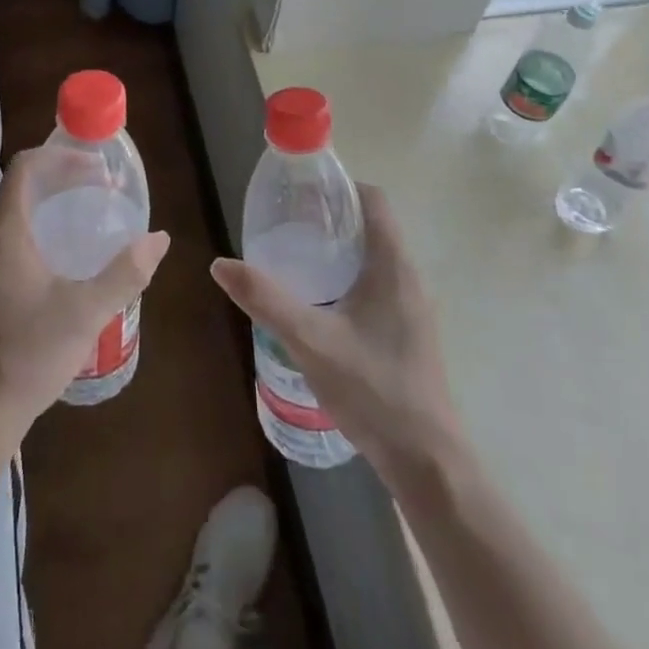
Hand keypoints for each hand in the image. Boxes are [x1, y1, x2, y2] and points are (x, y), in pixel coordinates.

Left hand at [0, 146, 170, 442]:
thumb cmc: (29, 354)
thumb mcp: (86, 312)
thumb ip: (125, 273)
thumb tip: (158, 238)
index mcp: (5, 233)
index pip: (24, 168)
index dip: (60, 156)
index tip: (96, 165)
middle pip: (22, 185)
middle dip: (61, 175)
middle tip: (102, 185)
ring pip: (17, 211)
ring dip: (52, 200)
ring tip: (90, 210)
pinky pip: (14, 234)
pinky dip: (43, 225)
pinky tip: (69, 253)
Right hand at [210, 184, 465, 479]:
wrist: (427, 463)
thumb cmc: (373, 391)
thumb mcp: (310, 341)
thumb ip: (265, 300)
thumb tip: (220, 264)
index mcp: (393, 266)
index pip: (373, 200)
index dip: (339, 186)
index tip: (300, 191)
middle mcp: (409, 278)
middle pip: (371, 225)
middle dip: (330, 216)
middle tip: (286, 222)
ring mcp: (413, 307)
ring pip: (374, 256)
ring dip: (338, 248)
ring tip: (295, 257)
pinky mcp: (408, 332)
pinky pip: (378, 284)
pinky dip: (348, 276)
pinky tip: (318, 302)